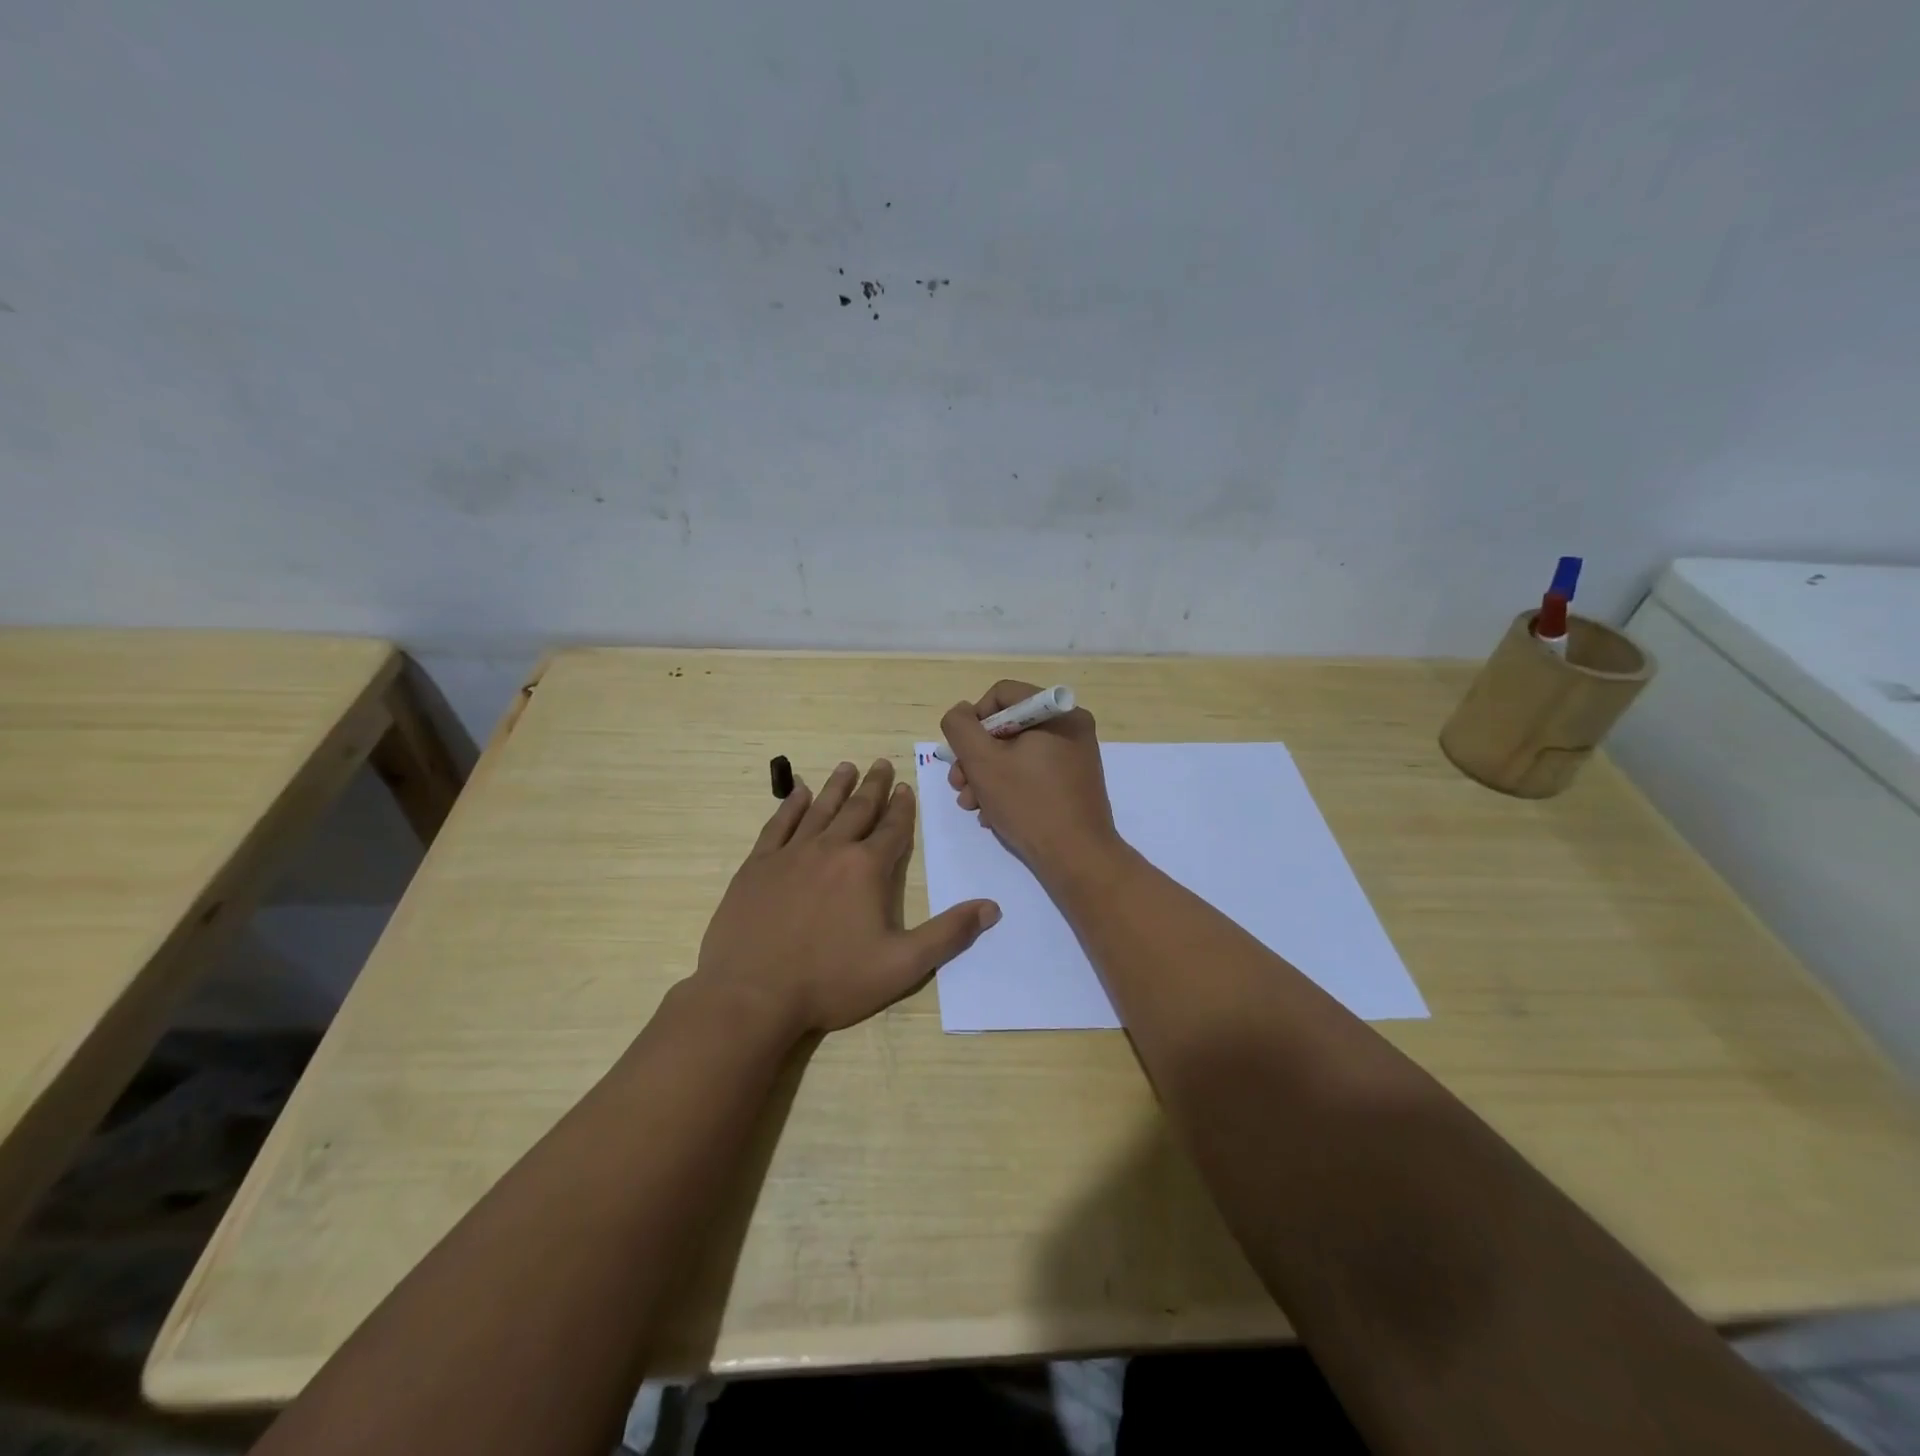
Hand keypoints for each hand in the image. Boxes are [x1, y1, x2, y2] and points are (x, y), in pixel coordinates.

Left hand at [696, 758, 1000, 1034]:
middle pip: (858, 809)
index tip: (907, 787)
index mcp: (867, 869)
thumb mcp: (901, 966)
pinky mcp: (758, 866)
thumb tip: (991, 908)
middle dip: (874, 786)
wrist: (751, 995)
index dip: (903, 808)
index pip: (893, 829)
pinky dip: (791, 806)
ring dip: (837, 787)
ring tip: (847, 766)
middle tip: (881, 763)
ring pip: (820, 809)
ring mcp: (790, 855)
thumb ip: (948, 935)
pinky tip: (799, 793)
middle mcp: (831, 850)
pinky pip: (778, 825)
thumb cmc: (831, 981)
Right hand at [940, 681, 1122, 877]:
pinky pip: (1032, 772)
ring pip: (1016, 753)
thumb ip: (961, 727)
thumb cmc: (1028, 803)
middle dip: (976, 757)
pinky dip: (1009, 788)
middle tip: (959, 785)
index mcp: (1056, 712)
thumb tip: (961, 712)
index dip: (973, 721)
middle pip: (1007, 726)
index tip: (962, 754)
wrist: (1077, 857)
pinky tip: (992, 814)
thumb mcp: (982, 761)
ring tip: (971, 805)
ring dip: (986, 776)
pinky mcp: (1073, 782)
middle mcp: (1070, 726)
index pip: (1001, 695)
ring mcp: (1075, 755)